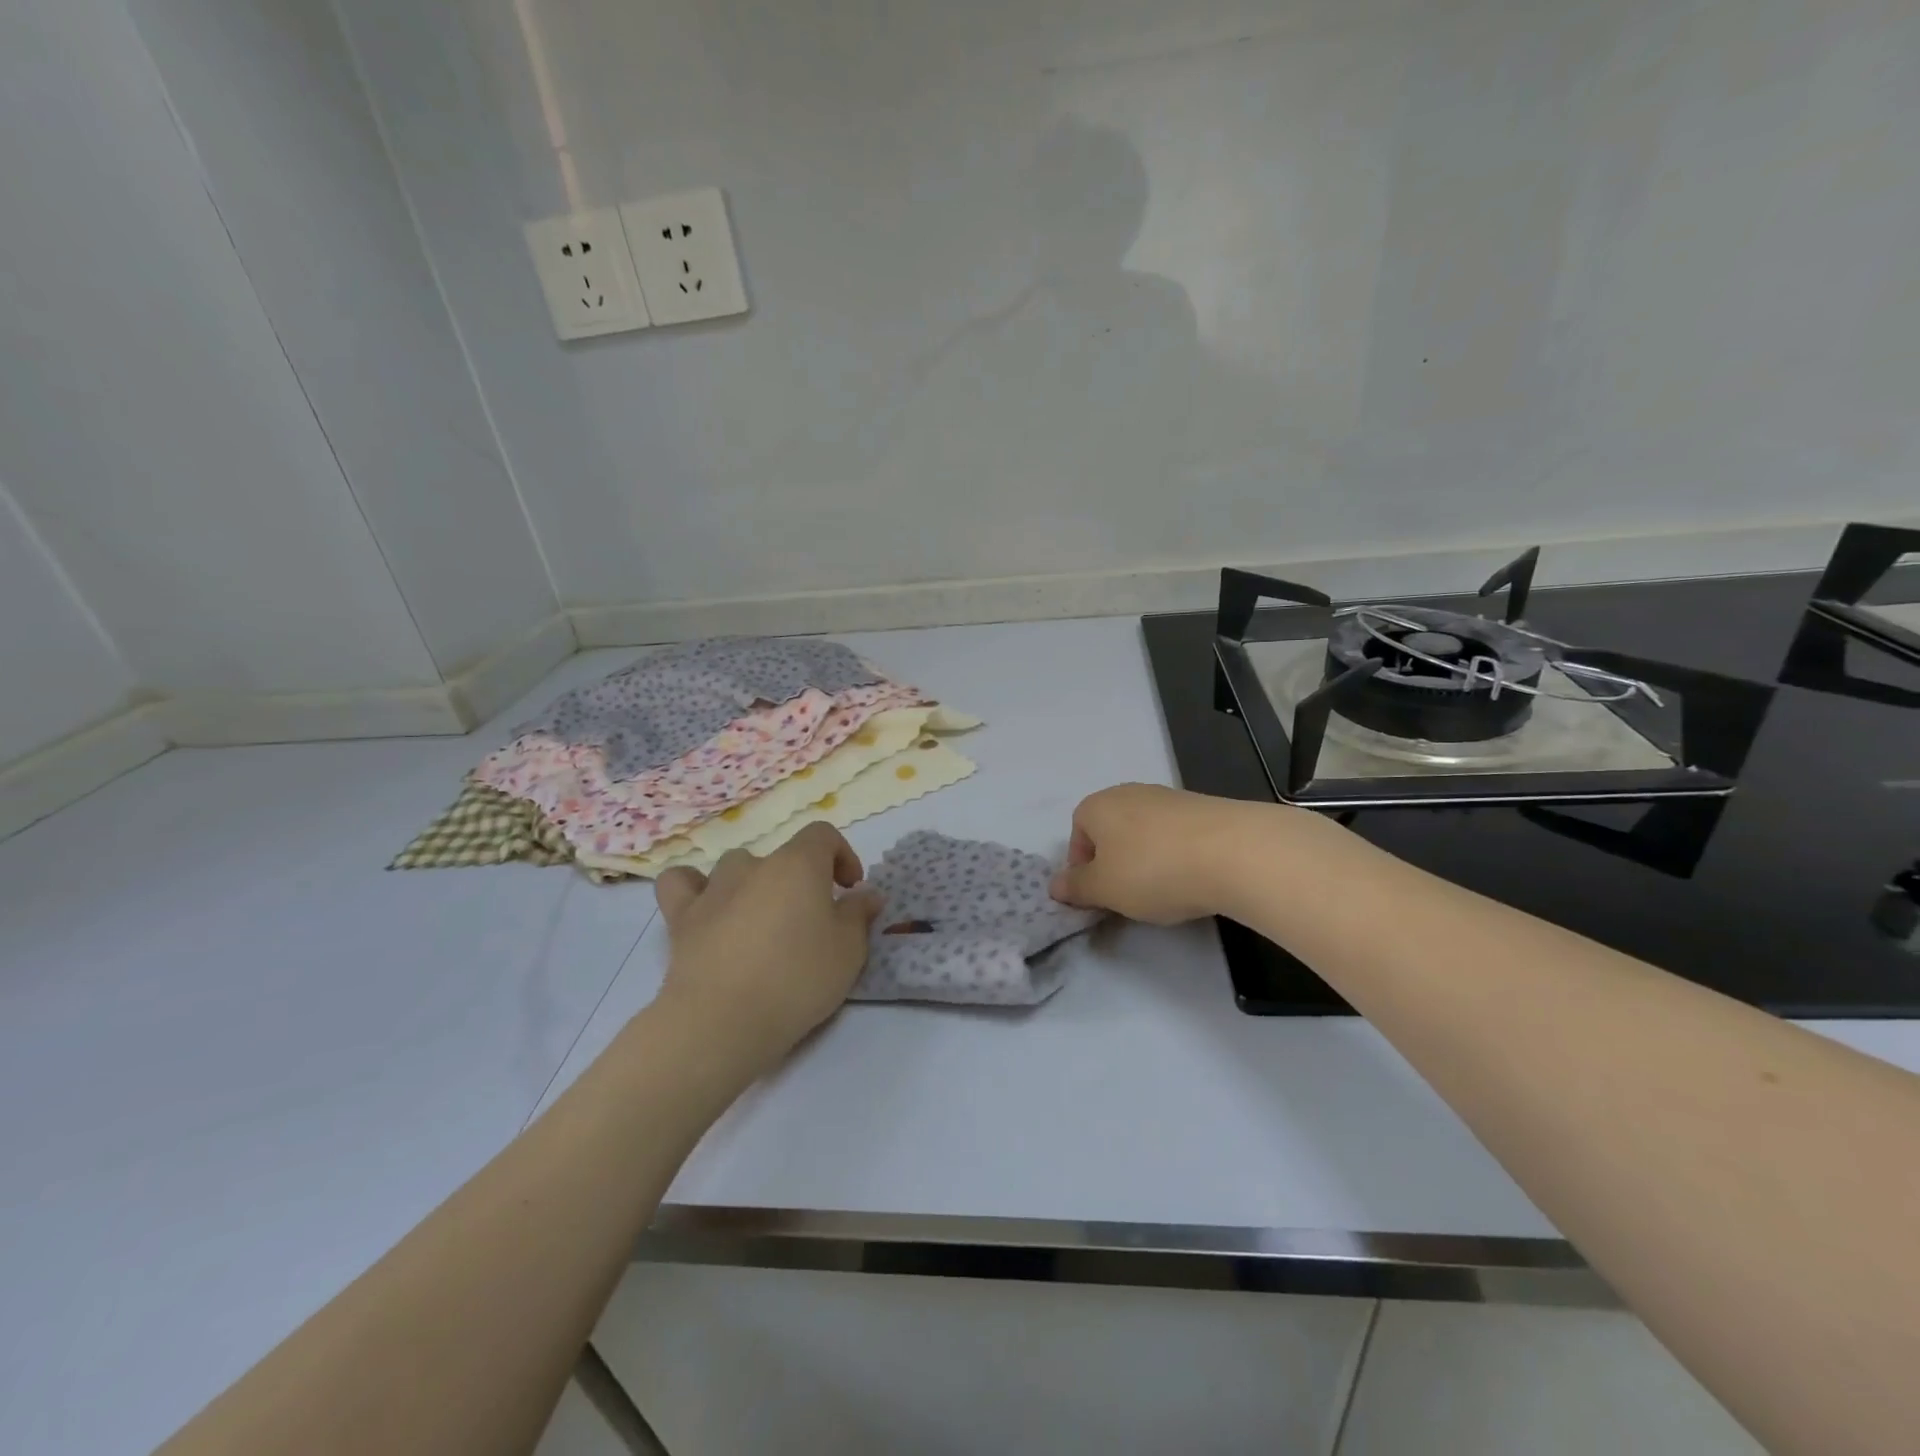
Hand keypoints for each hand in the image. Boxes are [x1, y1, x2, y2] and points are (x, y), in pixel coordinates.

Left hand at [654, 823, 882, 1077]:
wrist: (722, 1021)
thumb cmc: (797, 980)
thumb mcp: (849, 951)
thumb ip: (859, 915)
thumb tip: (867, 894)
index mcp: (799, 864)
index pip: (823, 836)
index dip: (842, 856)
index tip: (850, 890)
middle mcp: (755, 865)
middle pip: (783, 857)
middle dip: (801, 882)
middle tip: (811, 922)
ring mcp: (714, 888)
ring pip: (737, 868)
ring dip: (754, 885)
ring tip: (762, 922)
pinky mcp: (681, 917)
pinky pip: (682, 884)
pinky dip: (694, 888)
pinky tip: (706, 908)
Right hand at [1049, 784, 1301, 924]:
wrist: (1234, 852)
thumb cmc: (1153, 870)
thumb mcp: (1104, 889)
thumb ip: (1076, 888)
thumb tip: (1055, 885)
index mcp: (1097, 805)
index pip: (1077, 832)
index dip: (1082, 866)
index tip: (1097, 895)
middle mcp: (1129, 792)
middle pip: (1111, 831)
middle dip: (1115, 863)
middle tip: (1128, 895)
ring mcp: (1169, 797)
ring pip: (1145, 833)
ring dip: (1147, 860)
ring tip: (1165, 890)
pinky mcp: (1204, 807)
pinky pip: (1177, 835)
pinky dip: (1178, 856)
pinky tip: (1193, 878)